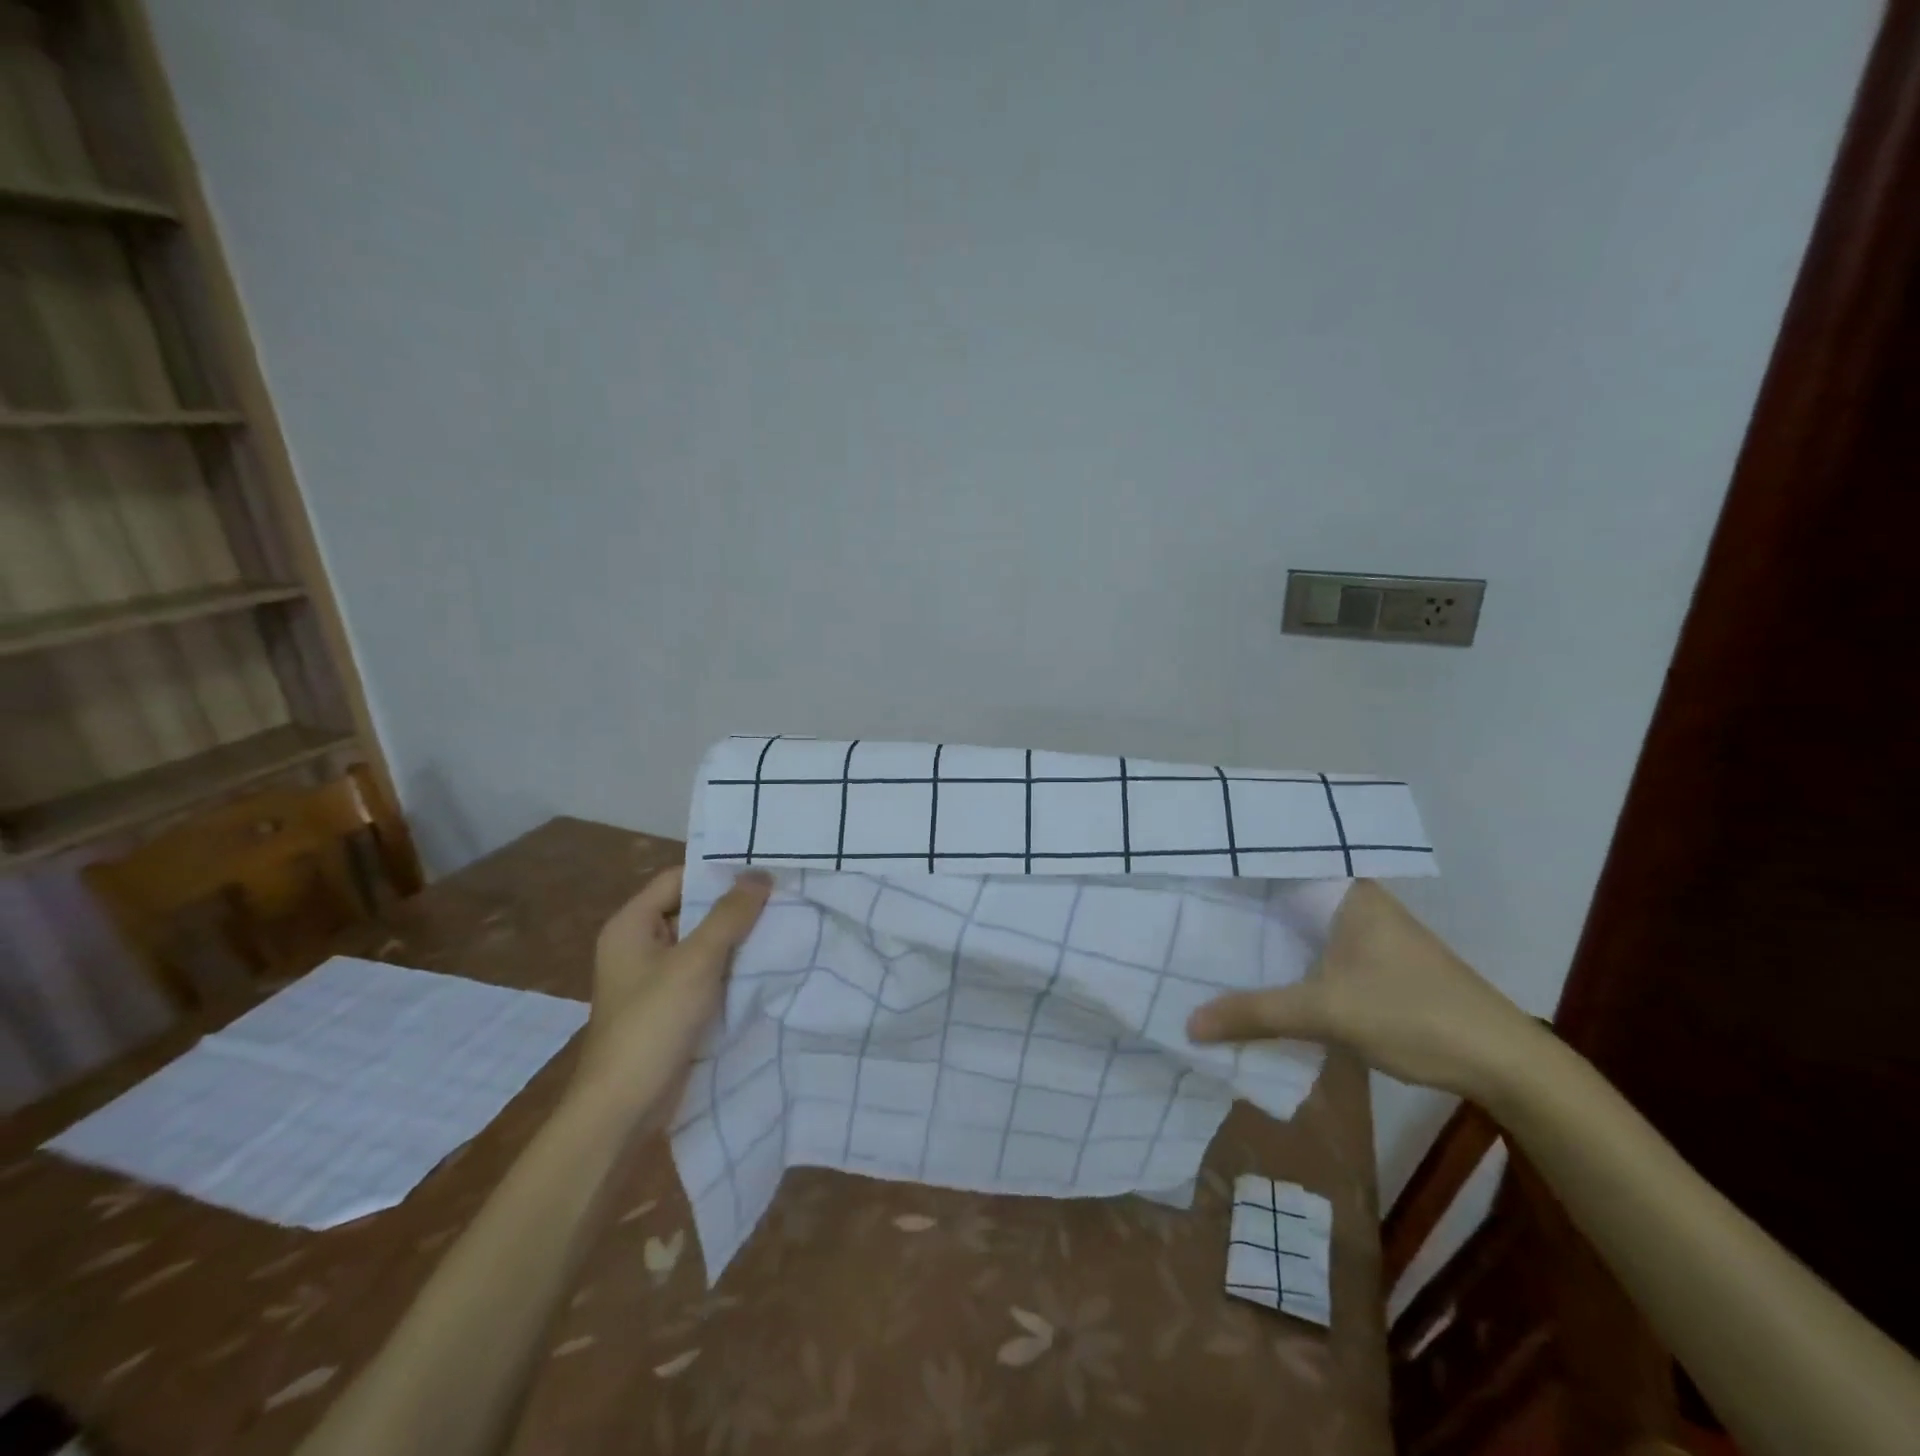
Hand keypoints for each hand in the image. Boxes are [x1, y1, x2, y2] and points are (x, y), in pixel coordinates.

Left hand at [570, 866, 771, 1114]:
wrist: (623, 1109)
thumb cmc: (653, 1024)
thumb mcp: (696, 961)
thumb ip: (729, 915)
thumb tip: (760, 874)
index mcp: (631, 925)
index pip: (679, 878)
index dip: (718, 871)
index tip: (764, 868)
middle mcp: (639, 945)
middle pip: (692, 909)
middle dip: (735, 905)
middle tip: (784, 894)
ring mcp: (654, 979)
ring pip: (702, 943)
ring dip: (737, 938)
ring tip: (785, 923)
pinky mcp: (670, 1007)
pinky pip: (705, 973)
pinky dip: (731, 967)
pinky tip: (767, 963)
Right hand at [1186, 880, 1544, 1100]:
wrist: (1505, 1064)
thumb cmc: (1413, 1015)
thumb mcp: (1325, 1014)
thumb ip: (1255, 1014)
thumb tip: (1188, 1024)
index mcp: (1347, 892)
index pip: (1277, 865)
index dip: (1233, 870)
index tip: (1188, 876)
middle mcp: (1358, 902)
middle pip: (1285, 898)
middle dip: (1241, 910)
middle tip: (1186, 913)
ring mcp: (1371, 934)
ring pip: (1302, 927)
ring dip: (1266, 940)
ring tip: (1209, 941)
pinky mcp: (1379, 964)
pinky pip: (1318, 951)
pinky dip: (1289, 960)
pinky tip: (1260, 975)